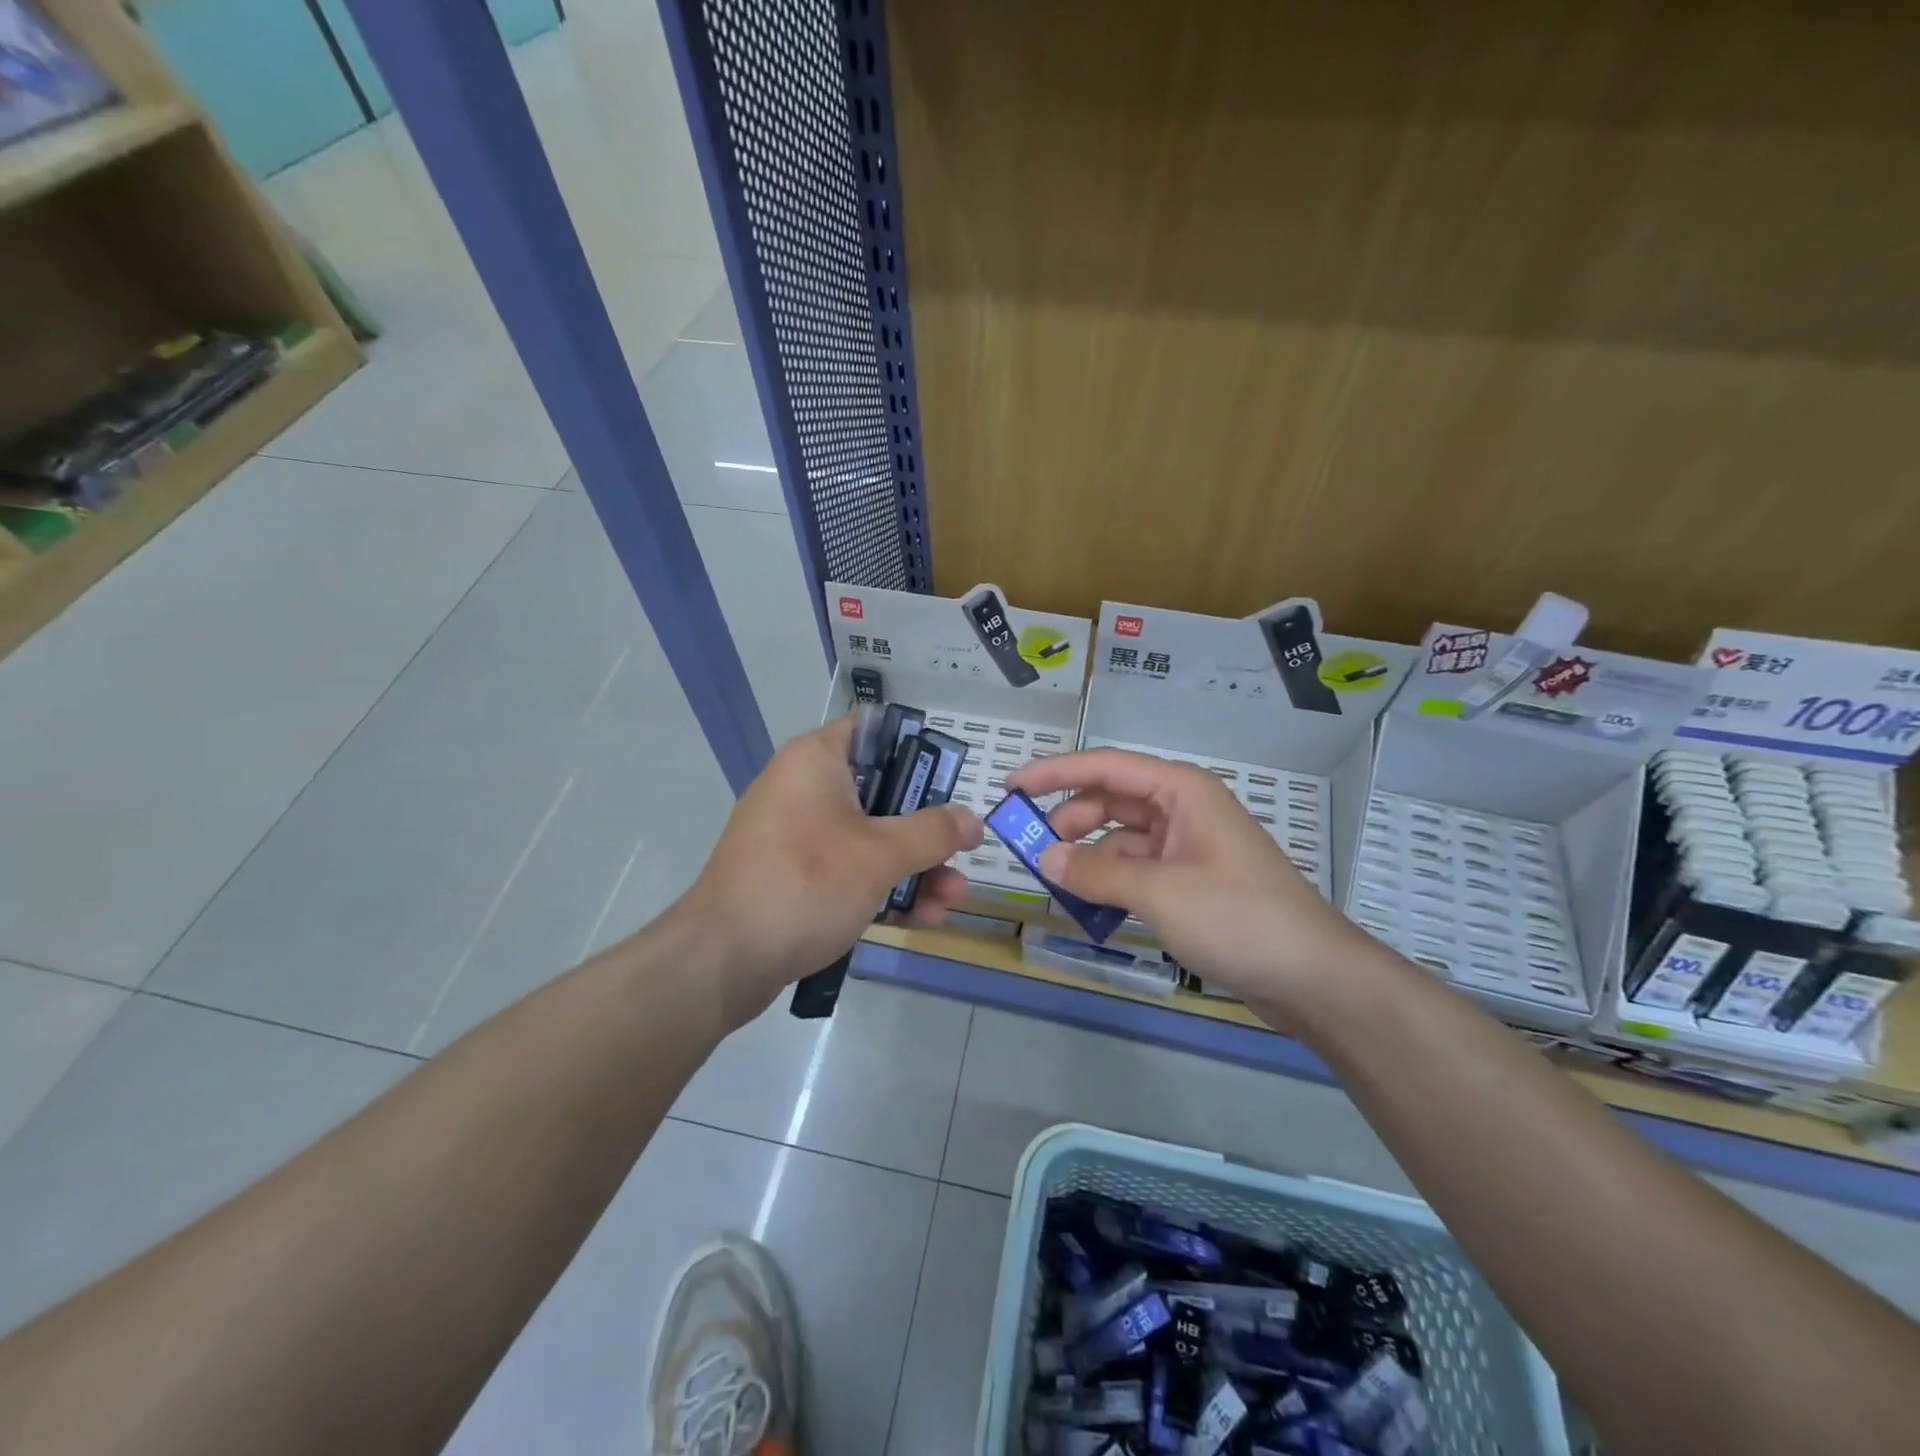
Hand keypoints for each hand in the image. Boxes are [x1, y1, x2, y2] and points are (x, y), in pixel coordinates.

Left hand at [680, 715, 982, 1022]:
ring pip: (868, 838)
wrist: (723, 960)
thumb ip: (933, 832)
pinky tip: (922, 918)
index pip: (874, 730)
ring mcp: (796, 836)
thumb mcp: (880, 855)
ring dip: (914, 867)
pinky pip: (847, 870)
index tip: (951, 778)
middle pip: (881, 792)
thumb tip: (973, 819)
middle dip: (926, 828)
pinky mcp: (793, 877)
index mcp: (816, 760)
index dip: (918, 748)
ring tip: (952, 899)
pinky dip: (882, 888)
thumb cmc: (805, 884)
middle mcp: (804, 788)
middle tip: (963, 851)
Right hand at [1006, 748, 1372, 1017]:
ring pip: (1122, 838)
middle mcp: (1183, 809)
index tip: (1011, 787)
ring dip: (1089, 856)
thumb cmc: (1238, 917)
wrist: (1312, 977)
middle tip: (1032, 848)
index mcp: (1181, 790)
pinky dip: (1112, 882)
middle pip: (1111, 800)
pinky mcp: (1193, 881)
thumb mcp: (1159, 891)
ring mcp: (1189, 846)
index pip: (1105, 766)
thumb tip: (1045, 859)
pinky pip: (1138, 869)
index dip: (1055, 772)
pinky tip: (1092, 907)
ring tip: (1057, 883)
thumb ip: (1096, 872)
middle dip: (1070, 819)